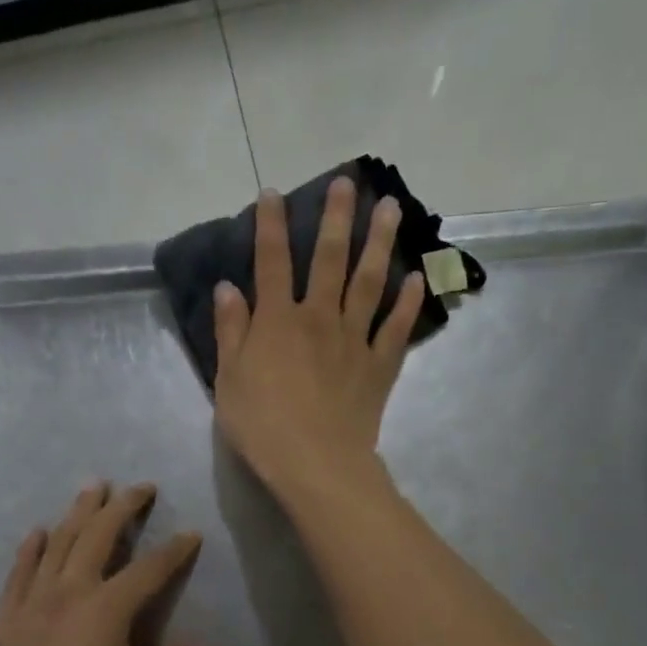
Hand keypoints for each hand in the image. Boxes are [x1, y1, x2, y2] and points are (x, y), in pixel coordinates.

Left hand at [0, 482, 209, 645]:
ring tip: (92, 487)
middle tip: (140, 487)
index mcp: (107, 609)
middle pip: (98, 536)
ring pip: (58, 543)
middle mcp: (70, 592)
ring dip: (78, 512)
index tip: (192, 534)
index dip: (174, 551)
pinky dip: (30, 548)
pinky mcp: (7, 618)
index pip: (149, 569)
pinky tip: (37, 532)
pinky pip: (19, 572)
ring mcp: (34, 601)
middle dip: (122, 507)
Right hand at [212, 178, 425, 501]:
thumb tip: (228, 288)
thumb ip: (231, 331)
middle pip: (329, 259)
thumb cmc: (262, 425)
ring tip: (391, 209)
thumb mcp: (229, 380)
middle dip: (336, 218)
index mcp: (278, 321)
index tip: (273, 194)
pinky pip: (396, 328)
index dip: (271, 226)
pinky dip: (409, 304)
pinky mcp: (379, 366)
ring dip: (380, 243)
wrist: (315, 463)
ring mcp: (354, 339)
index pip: (272, 262)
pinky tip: (418, 280)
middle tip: (349, 182)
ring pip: (370, 282)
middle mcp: (319, 318)